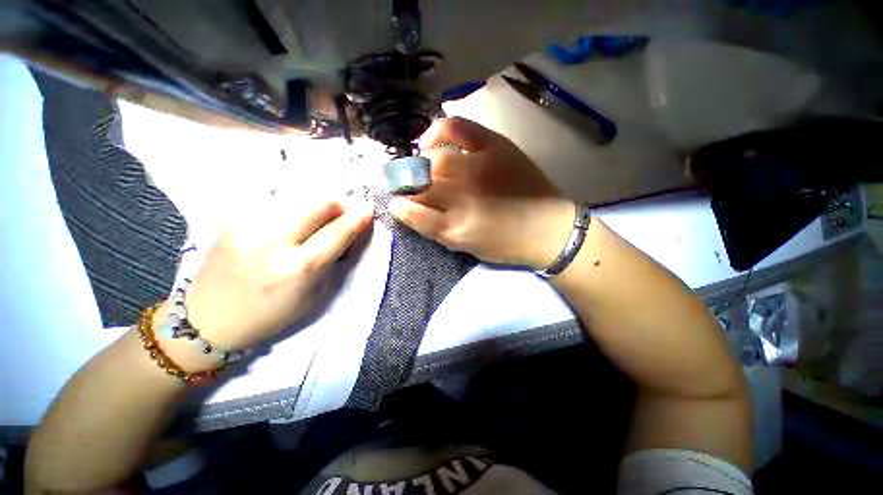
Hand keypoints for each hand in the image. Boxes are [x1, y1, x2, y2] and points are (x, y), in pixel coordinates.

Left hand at [164, 195, 373, 354]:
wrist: (209, 318)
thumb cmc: (272, 313)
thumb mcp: (314, 293)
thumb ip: (335, 258)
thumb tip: (352, 229)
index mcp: (297, 268)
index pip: (337, 232)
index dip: (357, 217)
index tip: (368, 209)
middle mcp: (272, 240)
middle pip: (318, 203)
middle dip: (338, 205)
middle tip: (343, 214)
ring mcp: (248, 223)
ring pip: (299, 197)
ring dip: (317, 205)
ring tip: (317, 219)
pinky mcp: (234, 216)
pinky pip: (277, 201)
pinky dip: (295, 207)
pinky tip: (293, 220)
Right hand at [390, 117, 574, 268]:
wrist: (549, 229)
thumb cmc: (506, 245)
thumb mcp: (466, 247)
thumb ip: (437, 230)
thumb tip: (412, 209)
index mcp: (454, 228)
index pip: (412, 212)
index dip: (399, 206)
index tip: (396, 203)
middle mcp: (461, 196)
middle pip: (420, 185)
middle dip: (406, 185)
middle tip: (405, 184)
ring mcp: (477, 168)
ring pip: (434, 161)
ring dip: (421, 165)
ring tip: (421, 167)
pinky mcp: (494, 147)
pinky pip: (457, 128)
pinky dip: (437, 131)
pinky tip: (430, 140)